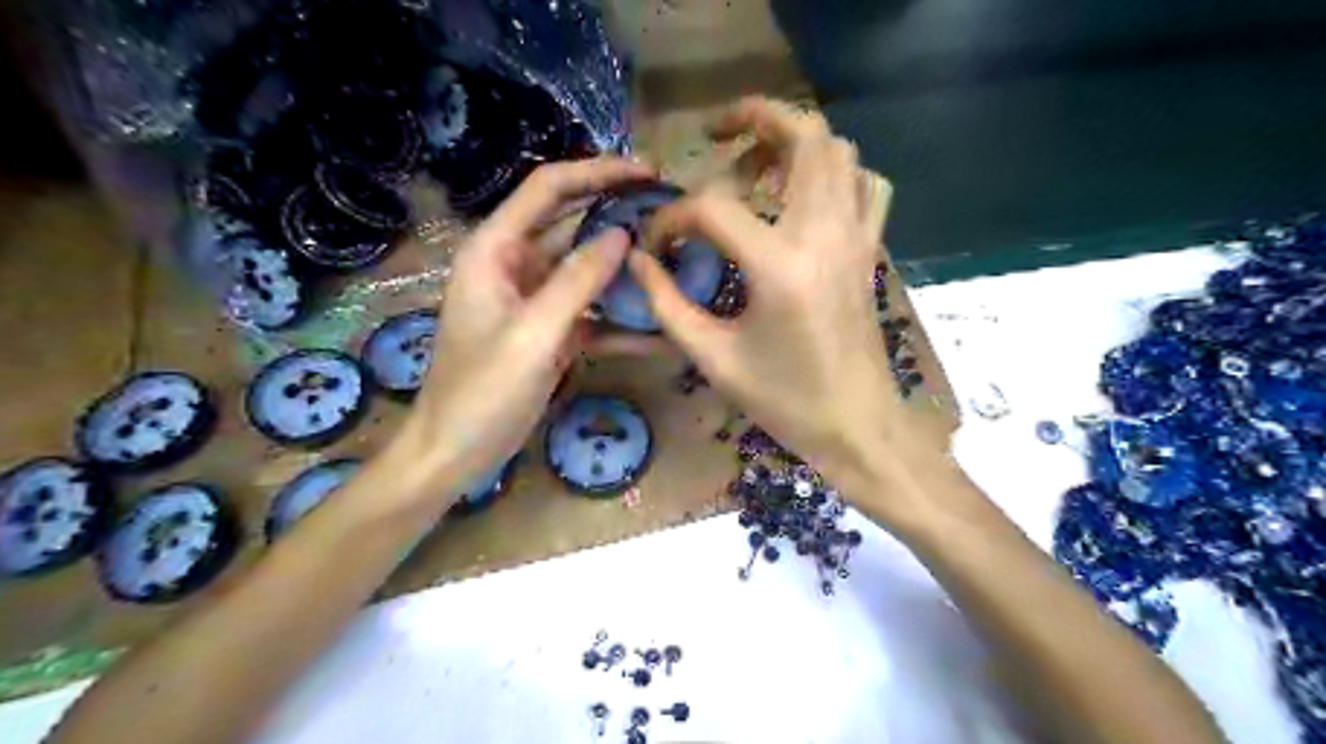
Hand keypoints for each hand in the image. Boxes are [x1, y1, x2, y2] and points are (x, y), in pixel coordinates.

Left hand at [383, 157, 651, 505]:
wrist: (455, 453)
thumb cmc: (482, 392)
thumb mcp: (533, 335)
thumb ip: (577, 281)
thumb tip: (622, 235)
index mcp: (495, 251)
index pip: (549, 190)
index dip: (598, 172)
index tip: (649, 173)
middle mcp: (513, 266)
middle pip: (571, 225)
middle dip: (618, 218)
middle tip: (670, 216)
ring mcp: (532, 301)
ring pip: (584, 270)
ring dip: (623, 270)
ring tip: (672, 267)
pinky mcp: (547, 333)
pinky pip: (587, 313)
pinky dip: (617, 320)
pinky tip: (655, 332)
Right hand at [629, 95, 895, 496]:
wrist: (858, 426)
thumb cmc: (785, 402)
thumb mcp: (714, 358)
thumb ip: (668, 304)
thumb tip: (638, 261)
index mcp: (780, 266)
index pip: (713, 208)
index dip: (673, 218)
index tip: (657, 244)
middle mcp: (824, 234)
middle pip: (803, 136)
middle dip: (755, 118)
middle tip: (715, 136)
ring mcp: (856, 238)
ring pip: (839, 151)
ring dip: (795, 142)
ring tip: (756, 166)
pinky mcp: (869, 250)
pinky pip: (865, 185)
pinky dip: (836, 173)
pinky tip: (806, 198)